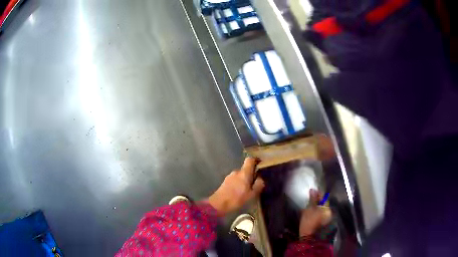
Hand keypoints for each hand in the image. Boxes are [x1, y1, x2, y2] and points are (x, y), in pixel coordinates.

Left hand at [208, 157, 264, 216]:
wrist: (218, 204)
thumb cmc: (237, 199)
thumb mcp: (252, 194)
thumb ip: (258, 185)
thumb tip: (260, 178)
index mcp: (244, 173)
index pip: (250, 160)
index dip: (255, 160)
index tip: (260, 163)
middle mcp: (236, 172)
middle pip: (245, 169)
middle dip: (250, 175)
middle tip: (255, 184)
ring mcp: (229, 176)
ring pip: (240, 176)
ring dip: (244, 181)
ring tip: (246, 191)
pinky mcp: (225, 182)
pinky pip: (234, 180)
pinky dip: (238, 184)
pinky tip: (239, 193)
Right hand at [299, 189, 331, 236]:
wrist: (309, 239)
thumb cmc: (308, 223)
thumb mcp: (308, 210)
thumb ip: (312, 200)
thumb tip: (313, 190)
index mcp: (327, 208)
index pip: (323, 197)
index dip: (317, 194)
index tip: (312, 191)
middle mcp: (330, 212)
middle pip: (324, 204)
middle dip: (318, 201)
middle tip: (310, 199)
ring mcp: (328, 219)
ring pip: (323, 210)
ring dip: (318, 207)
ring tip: (310, 208)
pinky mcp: (325, 224)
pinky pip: (322, 215)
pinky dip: (318, 213)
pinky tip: (312, 215)